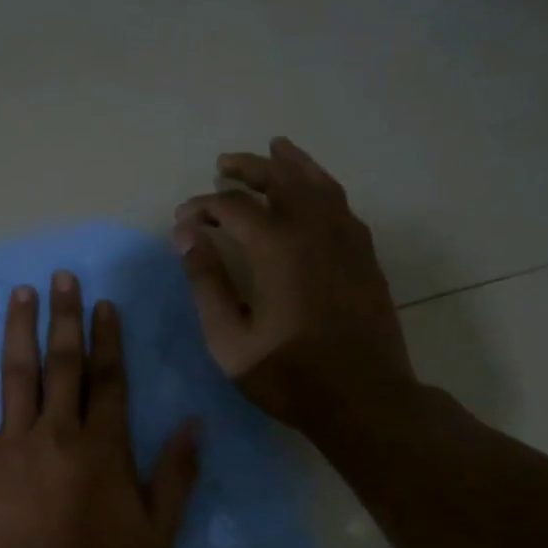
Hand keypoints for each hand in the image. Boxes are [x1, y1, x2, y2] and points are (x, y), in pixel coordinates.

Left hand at [0, 271, 199, 547]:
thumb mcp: (157, 530)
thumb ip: (177, 474)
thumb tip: (193, 423)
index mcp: (103, 445)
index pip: (109, 378)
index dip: (107, 338)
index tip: (103, 305)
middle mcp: (58, 430)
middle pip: (64, 363)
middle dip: (65, 317)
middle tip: (62, 278)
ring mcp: (12, 441)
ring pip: (17, 373)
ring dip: (19, 329)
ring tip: (22, 292)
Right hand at [172, 137, 417, 429]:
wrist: (365, 399)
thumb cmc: (289, 375)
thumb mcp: (230, 339)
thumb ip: (207, 283)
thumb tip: (188, 237)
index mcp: (277, 248)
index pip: (233, 207)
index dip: (203, 207)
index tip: (183, 220)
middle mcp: (314, 230)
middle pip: (280, 179)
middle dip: (248, 167)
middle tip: (223, 165)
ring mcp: (346, 239)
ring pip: (318, 183)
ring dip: (291, 164)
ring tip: (274, 148)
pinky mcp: (365, 254)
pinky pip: (341, 203)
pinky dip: (321, 185)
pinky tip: (312, 190)